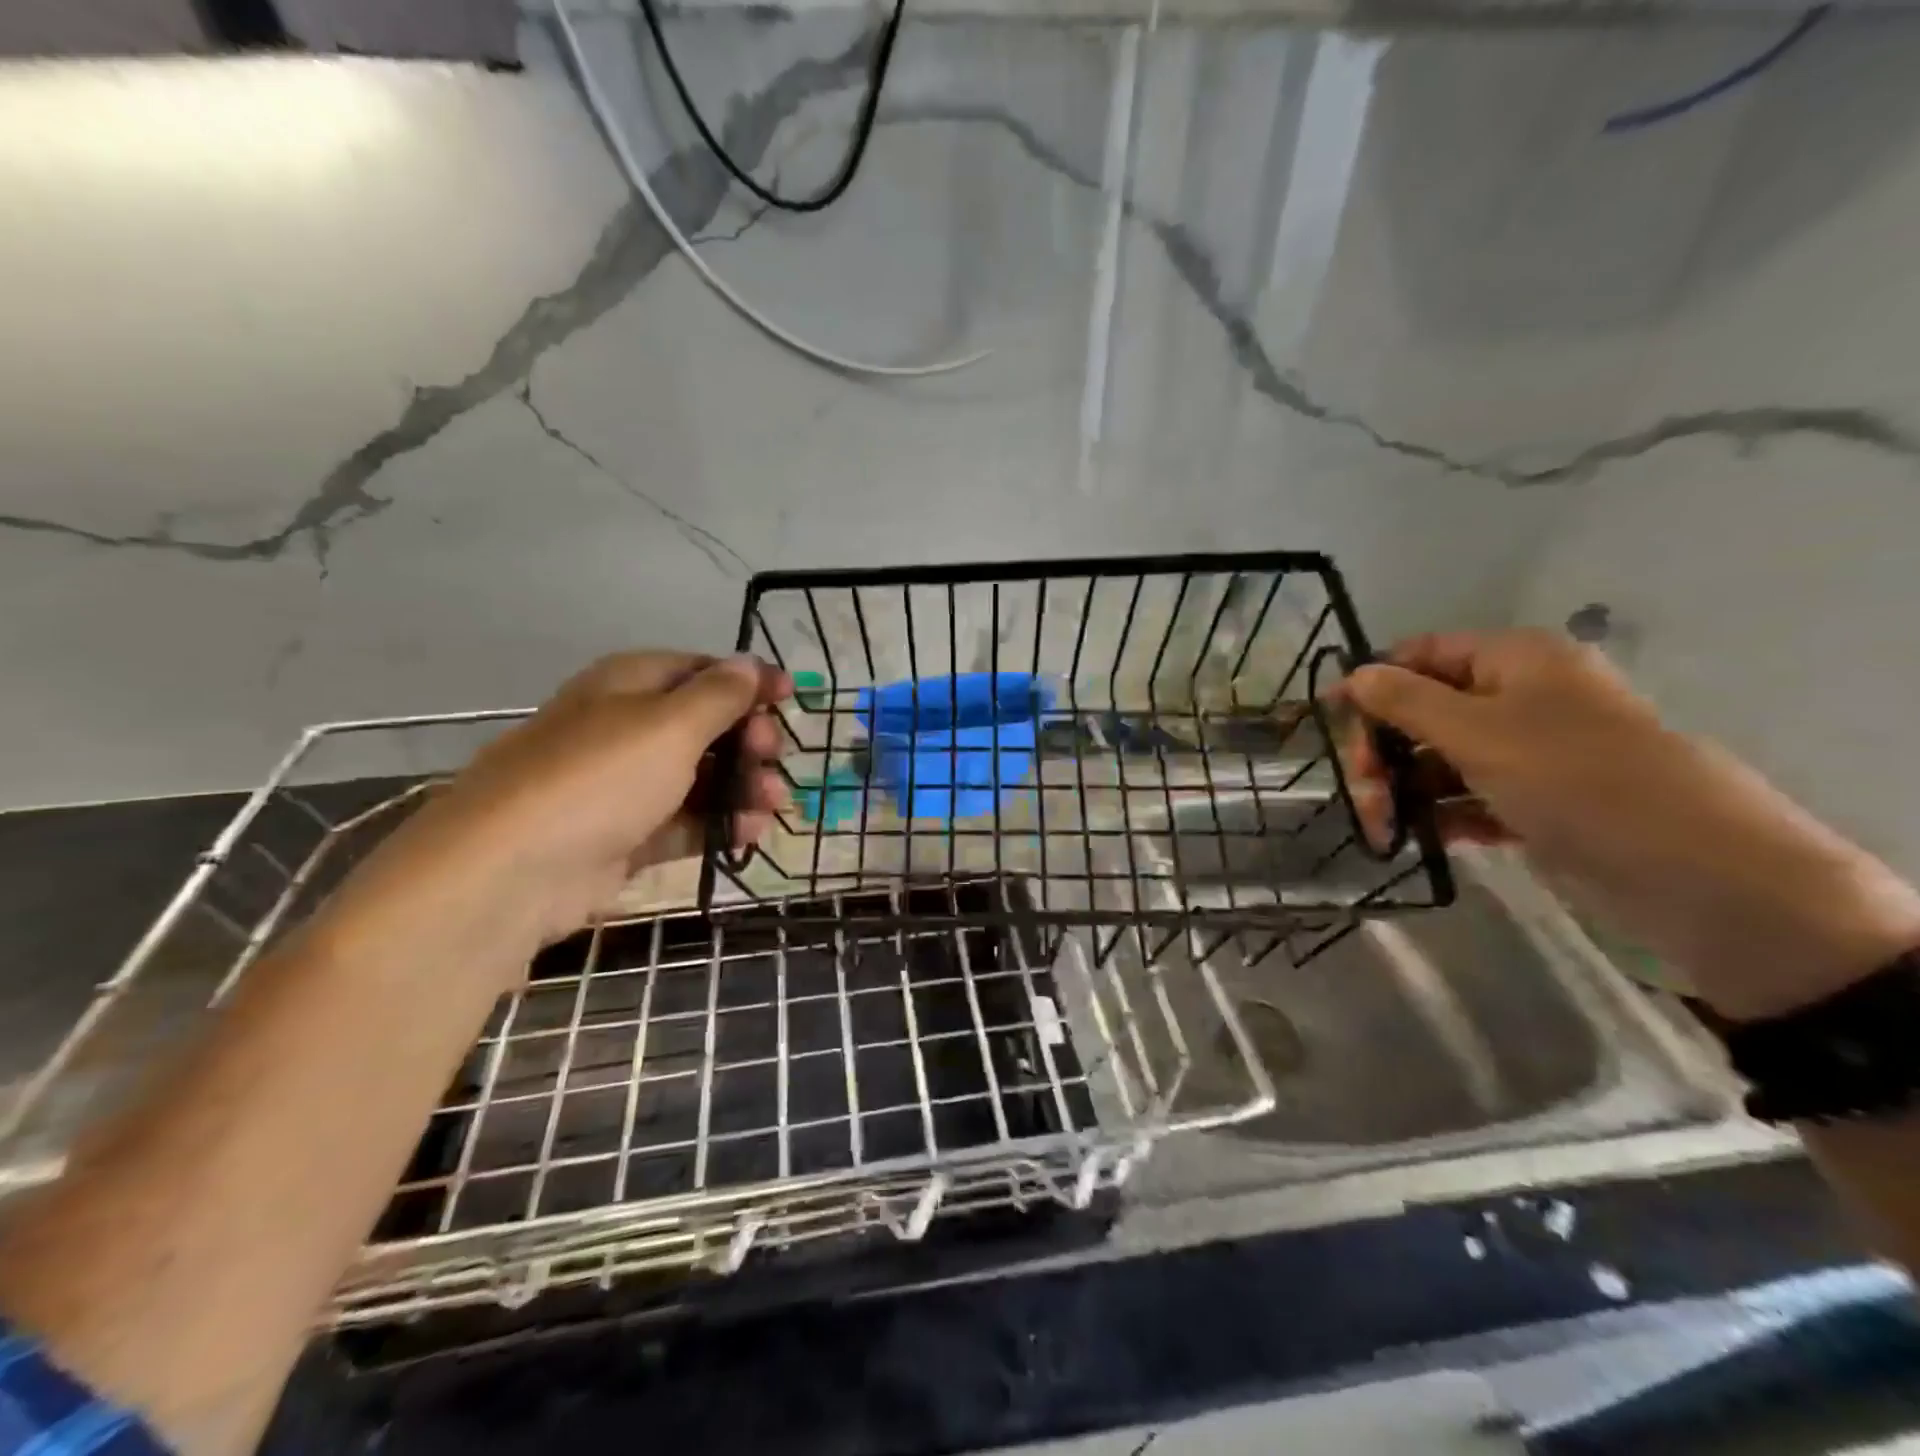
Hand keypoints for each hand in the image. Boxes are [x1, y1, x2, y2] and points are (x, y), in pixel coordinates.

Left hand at [332, 651, 789, 982]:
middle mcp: (625, 728)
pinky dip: (718, 825)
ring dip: (742, 787)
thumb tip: (749, 664)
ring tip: (774, 806)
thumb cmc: (598, 780)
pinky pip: (683, 821)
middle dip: (749, 739)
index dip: (748, 680)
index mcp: (629, 685)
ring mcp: (622, 785)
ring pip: (699, 777)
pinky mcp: (623, 836)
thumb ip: (719, 695)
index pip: (701, 670)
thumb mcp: (670, 725)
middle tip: (775, 756)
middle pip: (704, 725)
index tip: (791, 697)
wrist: (510, 874)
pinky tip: (750, 833)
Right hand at [1342, 630, 1919, 1021]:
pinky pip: (1472, 797)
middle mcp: (1524, 698)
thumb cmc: (1576, 779)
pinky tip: (1417, 838)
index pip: (1424, 653)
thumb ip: (1405, 701)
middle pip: (1427, 710)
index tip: (1327, 719)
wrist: (1699, 874)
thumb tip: (1353, 674)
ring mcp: (1534, 754)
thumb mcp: (1477, 732)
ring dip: (1405, 788)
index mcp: (1517, 661)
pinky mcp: (1541, 802)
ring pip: (1445, 758)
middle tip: (1360, 789)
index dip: (1372, 681)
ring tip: (1382, 826)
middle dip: (1385, 748)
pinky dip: (1442, 814)